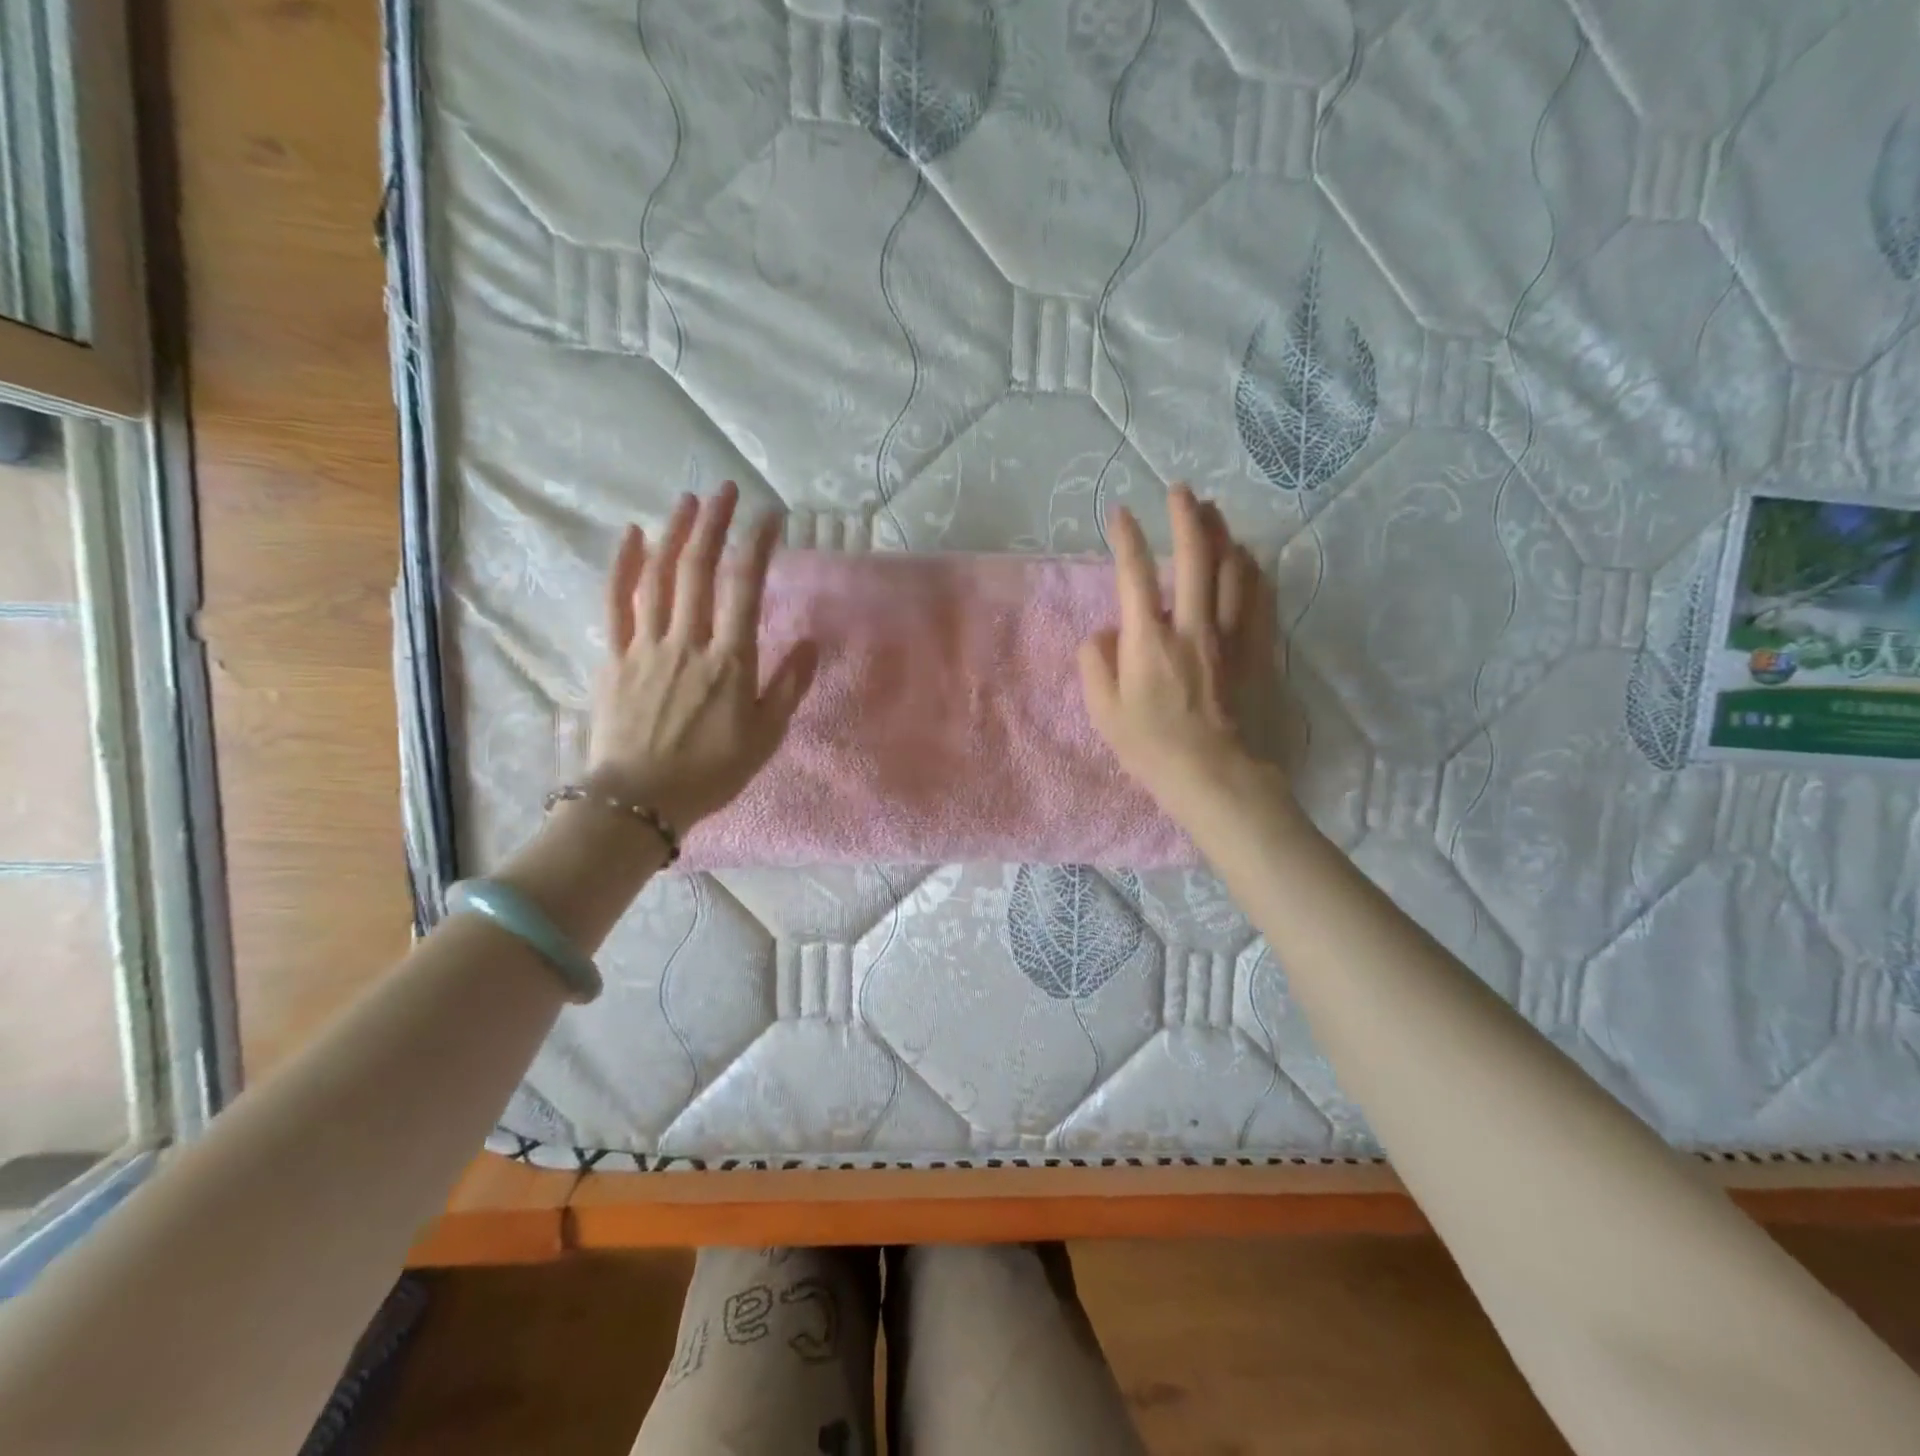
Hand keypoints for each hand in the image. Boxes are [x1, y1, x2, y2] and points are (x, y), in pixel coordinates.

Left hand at [588, 483, 816, 832]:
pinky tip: (633, 536)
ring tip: (688, 501)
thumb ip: (788, 686)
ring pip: (659, 577)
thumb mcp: (765, 736)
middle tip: (726, 489)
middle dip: (714, 524)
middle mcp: (687, 642)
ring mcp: (646, 646)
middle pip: (699, 570)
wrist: (640, 802)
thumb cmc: (711, 772)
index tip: (770, 516)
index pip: (745, 589)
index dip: (757, 546)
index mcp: (729, 661)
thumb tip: (810, 643)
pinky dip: (623, 566)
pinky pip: (616, 603)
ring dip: (674, 534)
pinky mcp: (614, 657)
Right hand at [1078, 485, 1277, 805]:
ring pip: (1233, 568)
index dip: (1125, 538)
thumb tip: (1104, 633)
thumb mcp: (1104, 713)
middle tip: (1180, 490)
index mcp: (1148, 641)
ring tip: (1213, 514)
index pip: (1133, 575)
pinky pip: (1261, 597)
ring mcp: (1231, 636)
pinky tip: (1248, 559)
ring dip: (1222, 534)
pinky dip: (1253, 570)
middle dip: (1185, 516)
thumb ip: (1095, 665)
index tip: (1119, 513)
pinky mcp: (1259, 651)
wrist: (1218, 777)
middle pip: (1193, 556)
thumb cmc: (1153, 749)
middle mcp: (1192, 626)